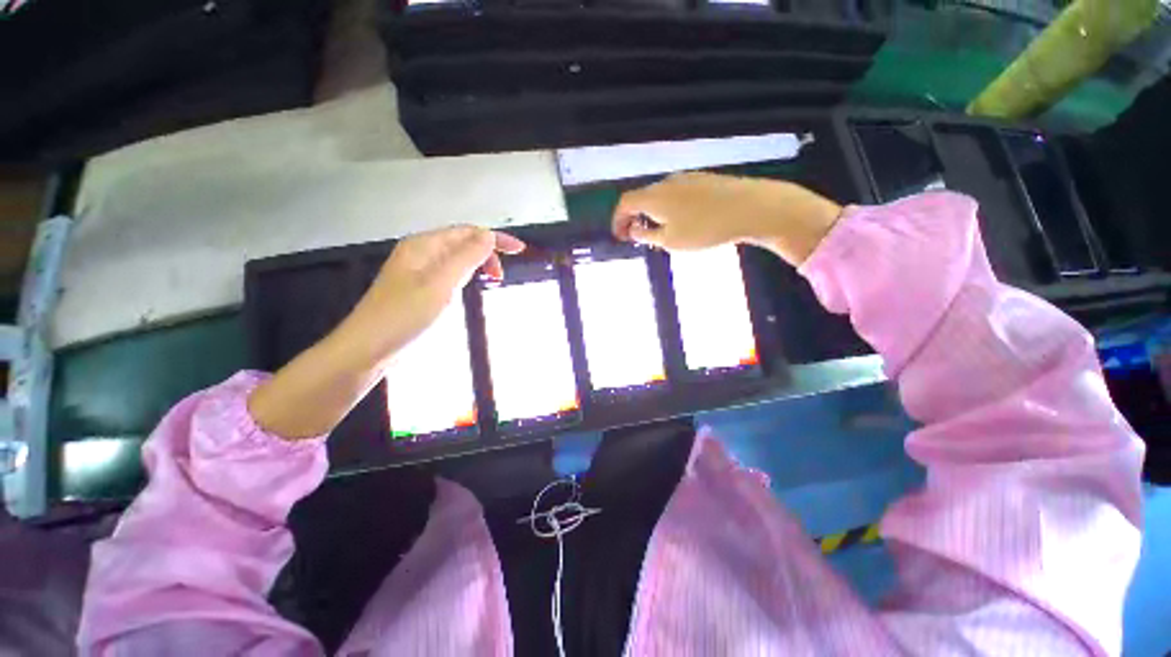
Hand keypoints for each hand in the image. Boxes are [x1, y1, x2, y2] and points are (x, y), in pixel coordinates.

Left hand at [340, 226, 524, 364]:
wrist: (369, 347)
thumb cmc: (406, 315)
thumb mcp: (441, 283)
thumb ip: (466, 257)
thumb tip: (488, 235)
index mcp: (424, 245)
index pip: (467, 232)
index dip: (495, 238)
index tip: (520, 250)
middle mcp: (421, 252)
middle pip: (462, 242)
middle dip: (487, 252)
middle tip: (501, 276)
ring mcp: (418, 271)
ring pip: (456, 258)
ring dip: (478, 263)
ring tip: (492, 279)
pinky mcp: (418, 288)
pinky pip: (449, 273)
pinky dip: (466, 275)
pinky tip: (469, 286)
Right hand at [612, 172, 842, 264]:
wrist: (751, 208)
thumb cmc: (704, 229)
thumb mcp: (670, 240)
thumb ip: (647, 235)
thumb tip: (634, 230)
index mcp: (654, 196)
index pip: (625, 203)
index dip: (617, 220)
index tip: (619, 236)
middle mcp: (667, 182)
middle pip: (642, 197)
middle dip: (635, 217)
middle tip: (638, 236)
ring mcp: (687, 178)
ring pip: (660, 196)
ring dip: (653, 213)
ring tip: (659, 232)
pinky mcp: (704, 180)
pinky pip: (677, 194)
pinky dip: (669, 208)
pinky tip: (682, 221)